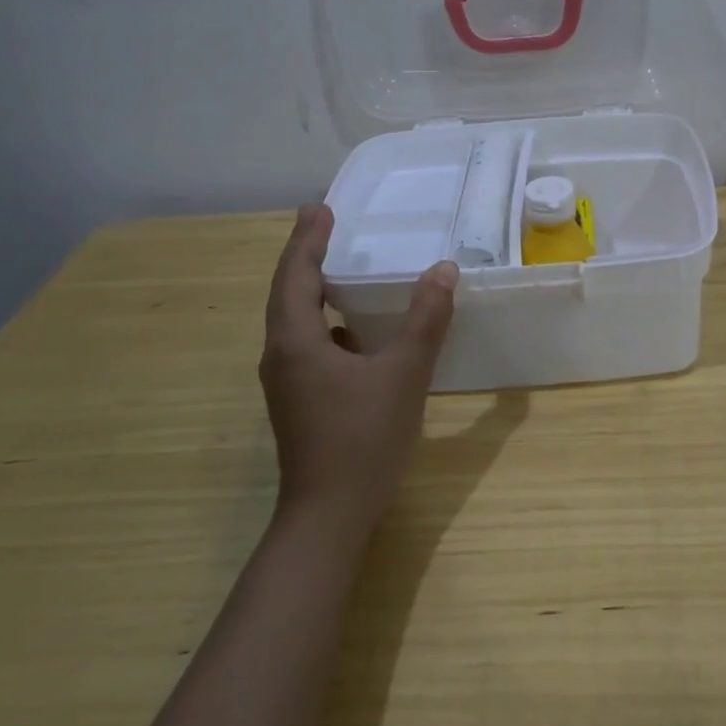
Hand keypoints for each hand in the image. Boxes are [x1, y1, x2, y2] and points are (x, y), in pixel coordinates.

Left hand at [258, 204, 458, 535]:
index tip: (320, 208)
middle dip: (306, 257)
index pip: (296, 275)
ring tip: (342, 270)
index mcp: (296, 342)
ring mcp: (287, 383)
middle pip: (288, 294)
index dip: (308, 239)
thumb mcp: (404, 374)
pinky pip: (309, 346)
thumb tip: (443, 270)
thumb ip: (425, 320)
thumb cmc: (363, 439)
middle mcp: (281, 356)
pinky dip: (328, 324)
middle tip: (326, 226)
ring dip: (314, 291)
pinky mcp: (300, 402)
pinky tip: (358, 331)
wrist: (329, 518)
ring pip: (297, 323)